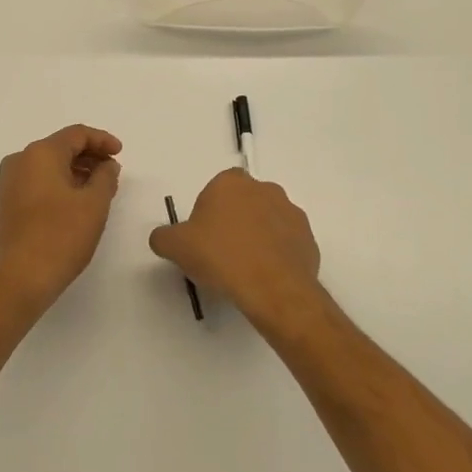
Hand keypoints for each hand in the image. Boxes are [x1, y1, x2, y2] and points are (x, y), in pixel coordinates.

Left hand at [0, 125, 123, 307]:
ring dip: (75, 172)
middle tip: (112, 173)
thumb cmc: (60, 237)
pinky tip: (75, 203)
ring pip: (48, 166)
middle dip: (89, 157)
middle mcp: (19, 161)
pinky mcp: (5, 204)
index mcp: (40, 153)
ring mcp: (8, 183)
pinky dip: (58, 185)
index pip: (76, 134)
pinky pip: (37, 182)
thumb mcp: (94, 204)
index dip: (102, 140)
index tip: (120, 153)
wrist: (18, 279)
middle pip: (60, 147)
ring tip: (98, 190)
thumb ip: (105, 177)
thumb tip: (107, 165)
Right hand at [149, 169, 332, 332]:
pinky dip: (276, 256)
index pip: (215, 189)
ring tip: (244, 269)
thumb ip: (163, 237)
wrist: (272, 288)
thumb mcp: (176, 247)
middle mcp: (265, 189)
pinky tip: (265, 277)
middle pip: (243, 203)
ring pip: (267, 222)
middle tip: (221, 253)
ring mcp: (291, 213)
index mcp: (231, 183)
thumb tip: (163, 238)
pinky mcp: (309, 239)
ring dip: (257, 238)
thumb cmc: (221, 257)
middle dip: (233, 223)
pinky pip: (286, 244)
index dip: (207, 213)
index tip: (202, 238)